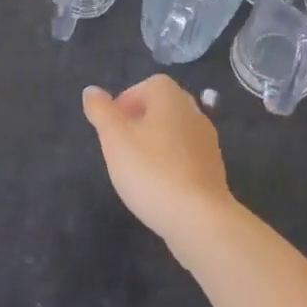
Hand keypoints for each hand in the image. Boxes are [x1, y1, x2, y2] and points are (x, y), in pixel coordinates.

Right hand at [83, 76, 237, 250]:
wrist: (200, 219)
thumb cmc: (152, 171)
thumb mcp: (114, 138)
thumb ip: (101, 111)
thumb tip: (92, 90)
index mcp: (170, 96)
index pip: (145, 86)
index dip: (125, 103)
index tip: (111, 129)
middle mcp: (193, 111)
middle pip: (160, 109)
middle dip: (138, 124)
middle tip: (120, 148)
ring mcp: (208, 141)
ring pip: (173, 134)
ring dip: (155, 145)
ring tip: (137, 171)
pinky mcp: (214, 169)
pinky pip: (185, 157)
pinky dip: (170, 165)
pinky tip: (159, 187)